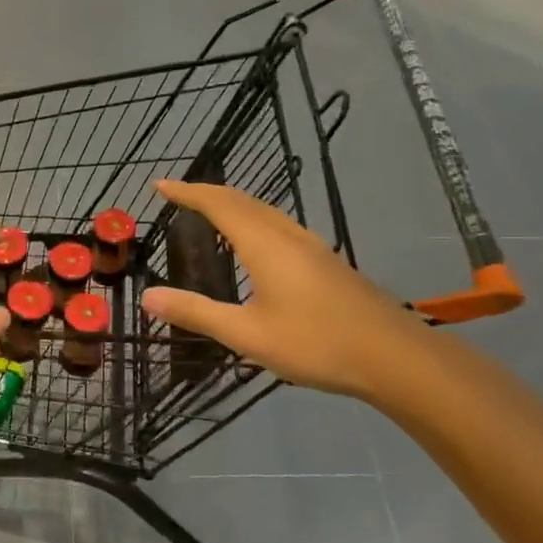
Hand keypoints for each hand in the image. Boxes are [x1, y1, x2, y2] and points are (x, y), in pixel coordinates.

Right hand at [139, 180, 432, 402]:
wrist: (394, 357)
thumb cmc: (316, 343)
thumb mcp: (247, 335)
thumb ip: (197, 313)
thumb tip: (148, 297)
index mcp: (265, 245)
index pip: (219, 205)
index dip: (189, 193)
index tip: (161, 186)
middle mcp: (288, 236)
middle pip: (244, 201)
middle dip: (208, 193)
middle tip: (179, 194)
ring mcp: (313, 247)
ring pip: (266, 211)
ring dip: (234, 204)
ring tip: (211, 211)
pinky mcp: (327, 262)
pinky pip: (280, 225)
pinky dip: (254, 220)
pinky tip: (256, 242)